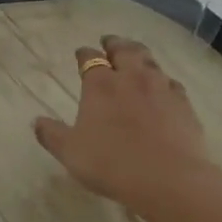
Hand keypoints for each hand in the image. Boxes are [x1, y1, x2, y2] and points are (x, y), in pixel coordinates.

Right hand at [32, 35, 221, 215]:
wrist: (169, 180)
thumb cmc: (111, 163)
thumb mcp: (70, 152)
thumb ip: (52, 134)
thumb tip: (36, 121)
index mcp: (100, 86)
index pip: (90, 59)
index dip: (84, 54)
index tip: (80, 52)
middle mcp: (131, 79)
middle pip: (125, 51)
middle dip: (115, 44)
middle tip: (110, 41)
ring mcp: (161, 90)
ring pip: (151, 62)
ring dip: (140, 55)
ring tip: (136, 55)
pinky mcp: (184, 105)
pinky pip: (172, 83)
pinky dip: (163, 79)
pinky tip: (163, 86)